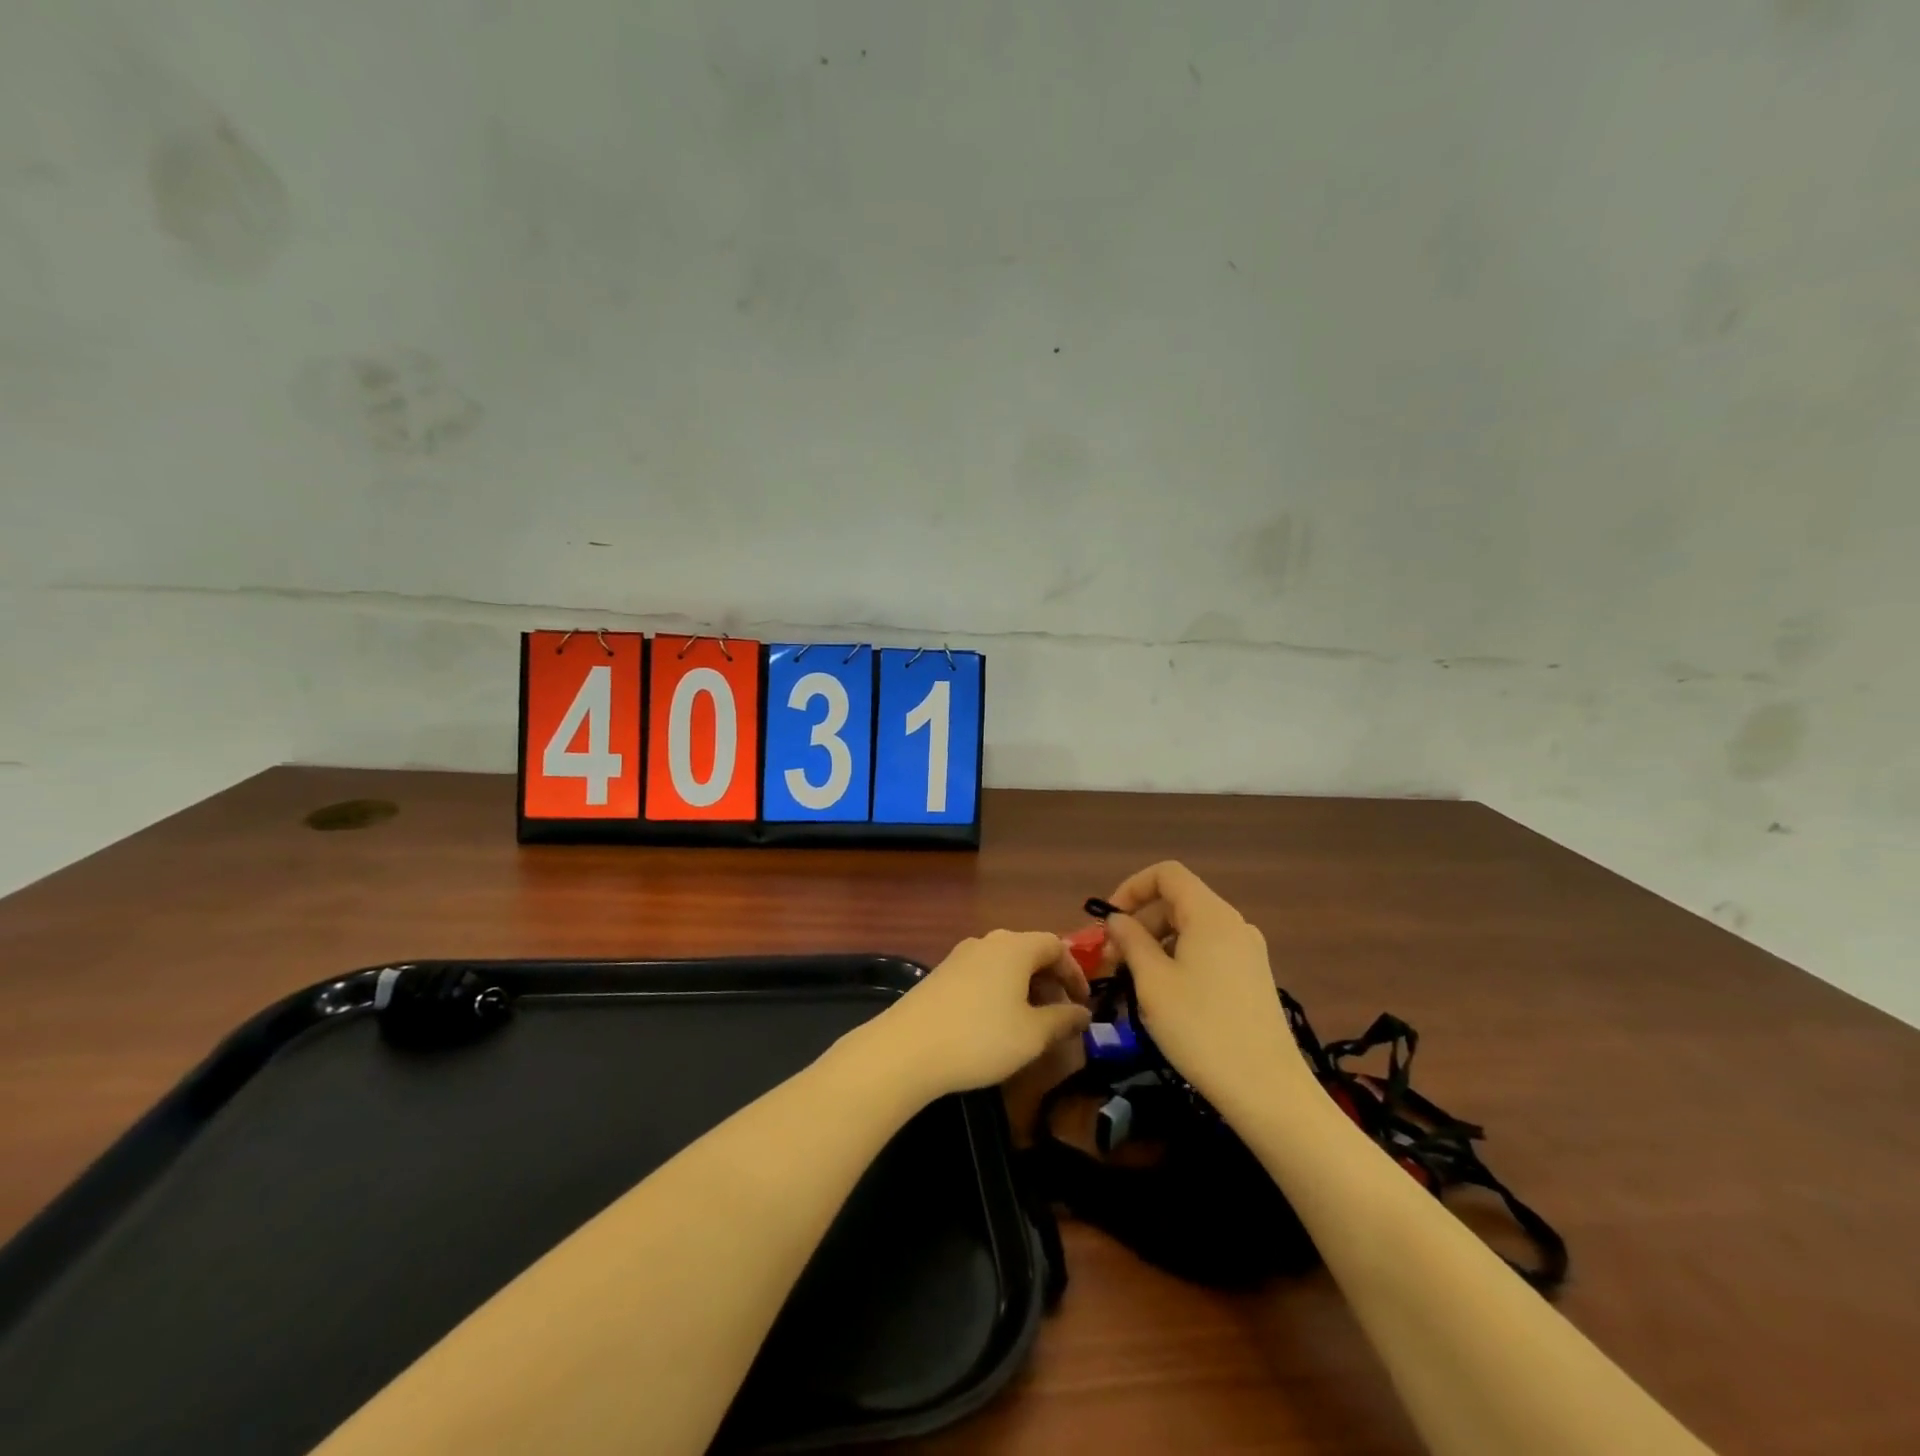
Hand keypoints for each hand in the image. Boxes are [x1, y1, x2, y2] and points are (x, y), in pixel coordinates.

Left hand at [864, 931, 1091, 1101]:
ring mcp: (960, 956)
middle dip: (1050, 981)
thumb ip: (1063, 1020)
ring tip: (1030, 1024)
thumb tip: (1083, 1014)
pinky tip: (995, 1024)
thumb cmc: (981, 1038)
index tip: (1083, 1004)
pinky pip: (982, 975)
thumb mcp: (1033, 1035)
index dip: (1075, 973)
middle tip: (1059, 1016)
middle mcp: (988, 942)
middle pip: (1029, 952)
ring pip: (1004, 964)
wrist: (907, 1049)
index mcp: (1015, 947)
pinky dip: (999, 992)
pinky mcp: (941, 974)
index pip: (1056, 946)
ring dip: (1024, 988)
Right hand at [1099, 861, 1312, 1117]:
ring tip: (1134, 982)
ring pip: (1191, 929)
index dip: (1131, 888)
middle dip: (1140, 922)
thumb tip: (1117, 919)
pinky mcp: (1253, 978)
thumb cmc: (1201, 1029)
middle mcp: (1233, 923)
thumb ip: (1130, 941)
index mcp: (1210, 914)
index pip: (1166, 874)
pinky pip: (1208, 952)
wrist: (1268, 1090)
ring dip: (1156, 945)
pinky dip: (1179, 960)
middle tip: (1112, 961)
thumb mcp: (1153, 982)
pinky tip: (1166, 997)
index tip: (1109, 921)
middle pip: (1177, 902)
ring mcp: (1248, 952)